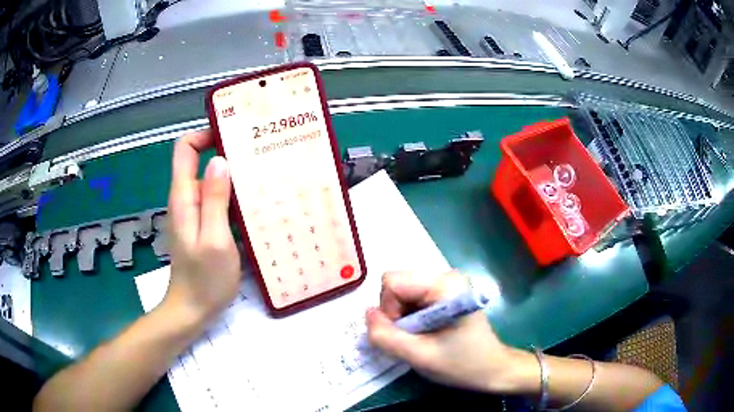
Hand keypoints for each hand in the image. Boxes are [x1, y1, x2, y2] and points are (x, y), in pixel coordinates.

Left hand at [163, 129, 241, 324]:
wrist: (192, 310)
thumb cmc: (204, 279)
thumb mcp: (214, 239)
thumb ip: (214, 199)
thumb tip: (219, 161)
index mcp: (184, 196)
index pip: (185, 148)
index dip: (205, 134)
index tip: (233, 135)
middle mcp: (187, 199)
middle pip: (201, 162)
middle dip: (227, 153)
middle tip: (260, 155)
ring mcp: (195, 214)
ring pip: (212, 182)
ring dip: (234, 177)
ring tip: (264, 177)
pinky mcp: (204, 227)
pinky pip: (218, 202)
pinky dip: (234, 197)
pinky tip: (256, 205)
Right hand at [365, 270, 537, 393]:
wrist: (493, 369)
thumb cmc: (462, 364)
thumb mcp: (419, 356)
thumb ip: (386, 336)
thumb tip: (367, 313)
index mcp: (444, 285)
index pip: (392, 282)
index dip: (389, 310)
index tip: (405, 333)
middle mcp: (446, 276)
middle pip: (397, 285)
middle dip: (395, 313)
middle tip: (414, 337)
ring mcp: (447, 284)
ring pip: (403, 293)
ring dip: (403, 317)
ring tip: (422, 337)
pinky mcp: (446, 293)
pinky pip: (413, 299)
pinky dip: (411, 317)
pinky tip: (426, 332)